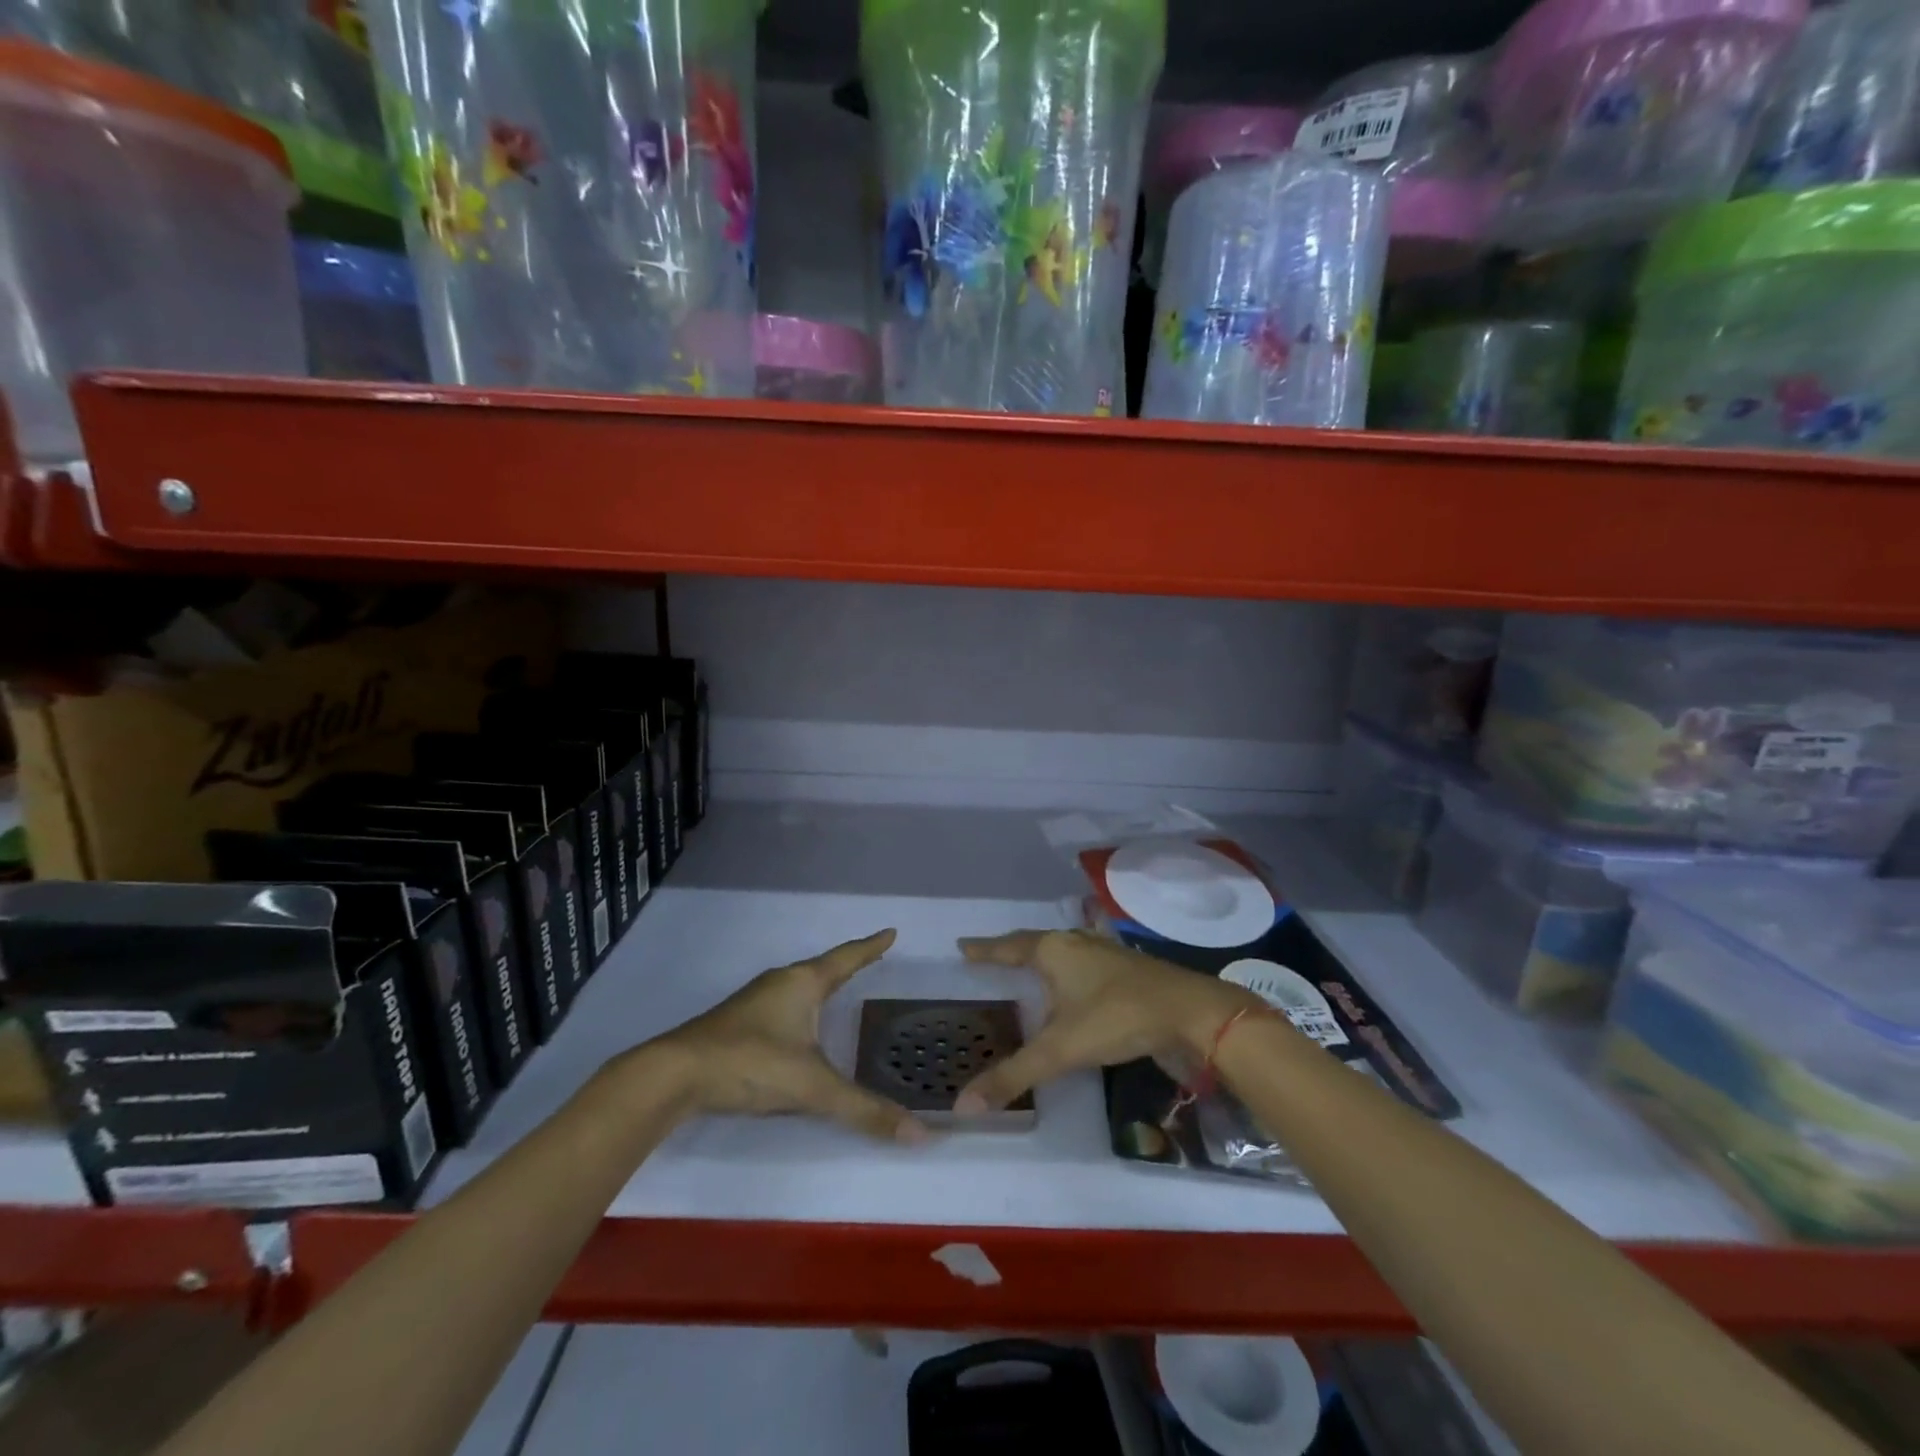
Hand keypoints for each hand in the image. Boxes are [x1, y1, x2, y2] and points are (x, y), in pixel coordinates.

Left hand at [640, 929, 928, 1144]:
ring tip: (839, 988)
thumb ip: (863, 1111)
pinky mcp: (737, 1022)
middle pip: (822, 967)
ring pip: (798, 986)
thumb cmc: (751, 1063)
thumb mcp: (812, 1088)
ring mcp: (755, 1001)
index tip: (890, 932)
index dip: (871, 948)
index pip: (847, 958)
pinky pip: (782, 1004)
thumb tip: (918, 1135)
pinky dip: (801, 1006)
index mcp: (803, 983)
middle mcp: (780, 983)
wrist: (674, 1074)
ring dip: (821, 985)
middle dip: (848, 964)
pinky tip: (798, 1026)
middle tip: (870, 960)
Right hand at [952, 929, 1261, 1116]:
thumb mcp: (1061, 1050)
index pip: (1008, 947)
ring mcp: (1104, 951)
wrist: (1190, 1012)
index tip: (963, 946)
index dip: (984, 950)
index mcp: (1053, 951)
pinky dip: (1069, 965)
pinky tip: (1076, 977)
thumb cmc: (1117, 1018)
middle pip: (1034, 942)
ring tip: (1027, 964)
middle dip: (1010, 949)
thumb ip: (1013, 1076)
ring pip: (1063, 948)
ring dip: (1042, 954)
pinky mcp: (1126, 966)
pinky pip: (1084, 958)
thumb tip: (962, 1105)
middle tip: (988, 955)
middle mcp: (1075, 943)